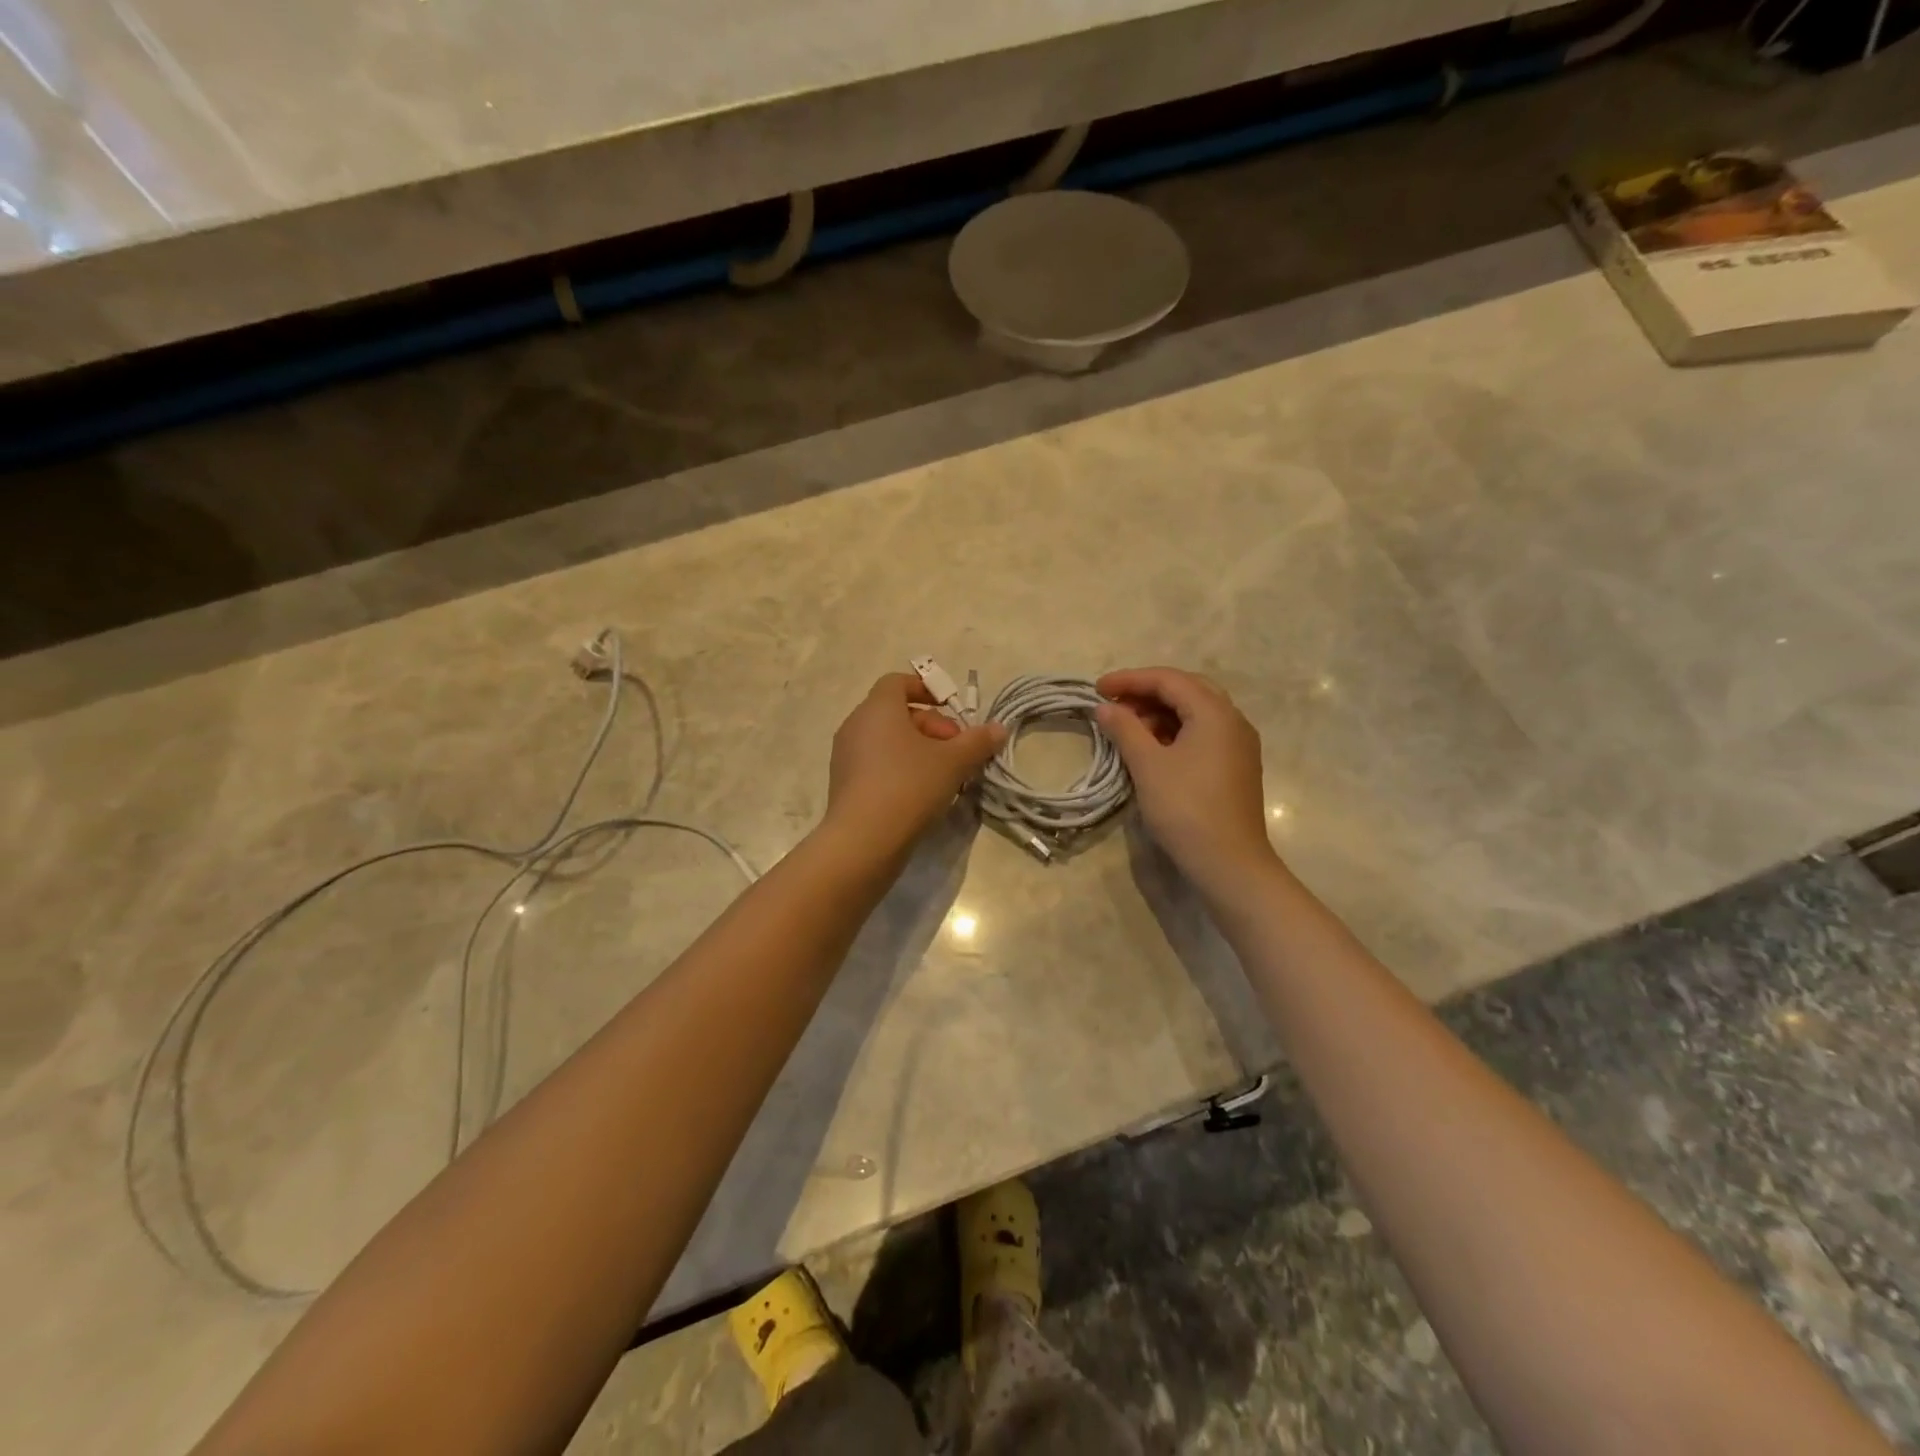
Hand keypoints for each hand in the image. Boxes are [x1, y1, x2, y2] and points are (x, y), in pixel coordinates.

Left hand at [824, 674, 1006, 851]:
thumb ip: (977, 742)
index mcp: (877, 709)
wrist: (863, 840)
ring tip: (945, 774)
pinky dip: (900, 768)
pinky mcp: (845, 784)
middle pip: (896, 712)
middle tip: (957, 749)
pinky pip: (877, 763)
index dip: (926, 689)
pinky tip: (922, 794)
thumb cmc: (909, 786)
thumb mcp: (953, 762)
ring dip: (918, 749)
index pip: (897, 682)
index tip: (950, 707)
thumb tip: (999, 729)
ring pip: (887, 740)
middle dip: (932, 726)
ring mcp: (846, 756)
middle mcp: (856, 725)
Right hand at [1095, 667, 1277, 894]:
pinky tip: (1153, 749)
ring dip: (1160, 713)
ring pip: (1196, 713)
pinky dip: (1175, 732)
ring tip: (1128, 728)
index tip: (1097, 689)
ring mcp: (1238, 745)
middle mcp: (1233, 720)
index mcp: (1214, 712)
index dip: (1130, 680)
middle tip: (1114, 705)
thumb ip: (1125, 729)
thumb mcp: (1148, 765)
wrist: (1229, 863)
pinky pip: (1203, 734)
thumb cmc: (1185, 808)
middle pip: (1186, 690)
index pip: (1169, 680)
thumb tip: (1105, 708)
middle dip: (1147, 693)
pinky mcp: (1236, 766)